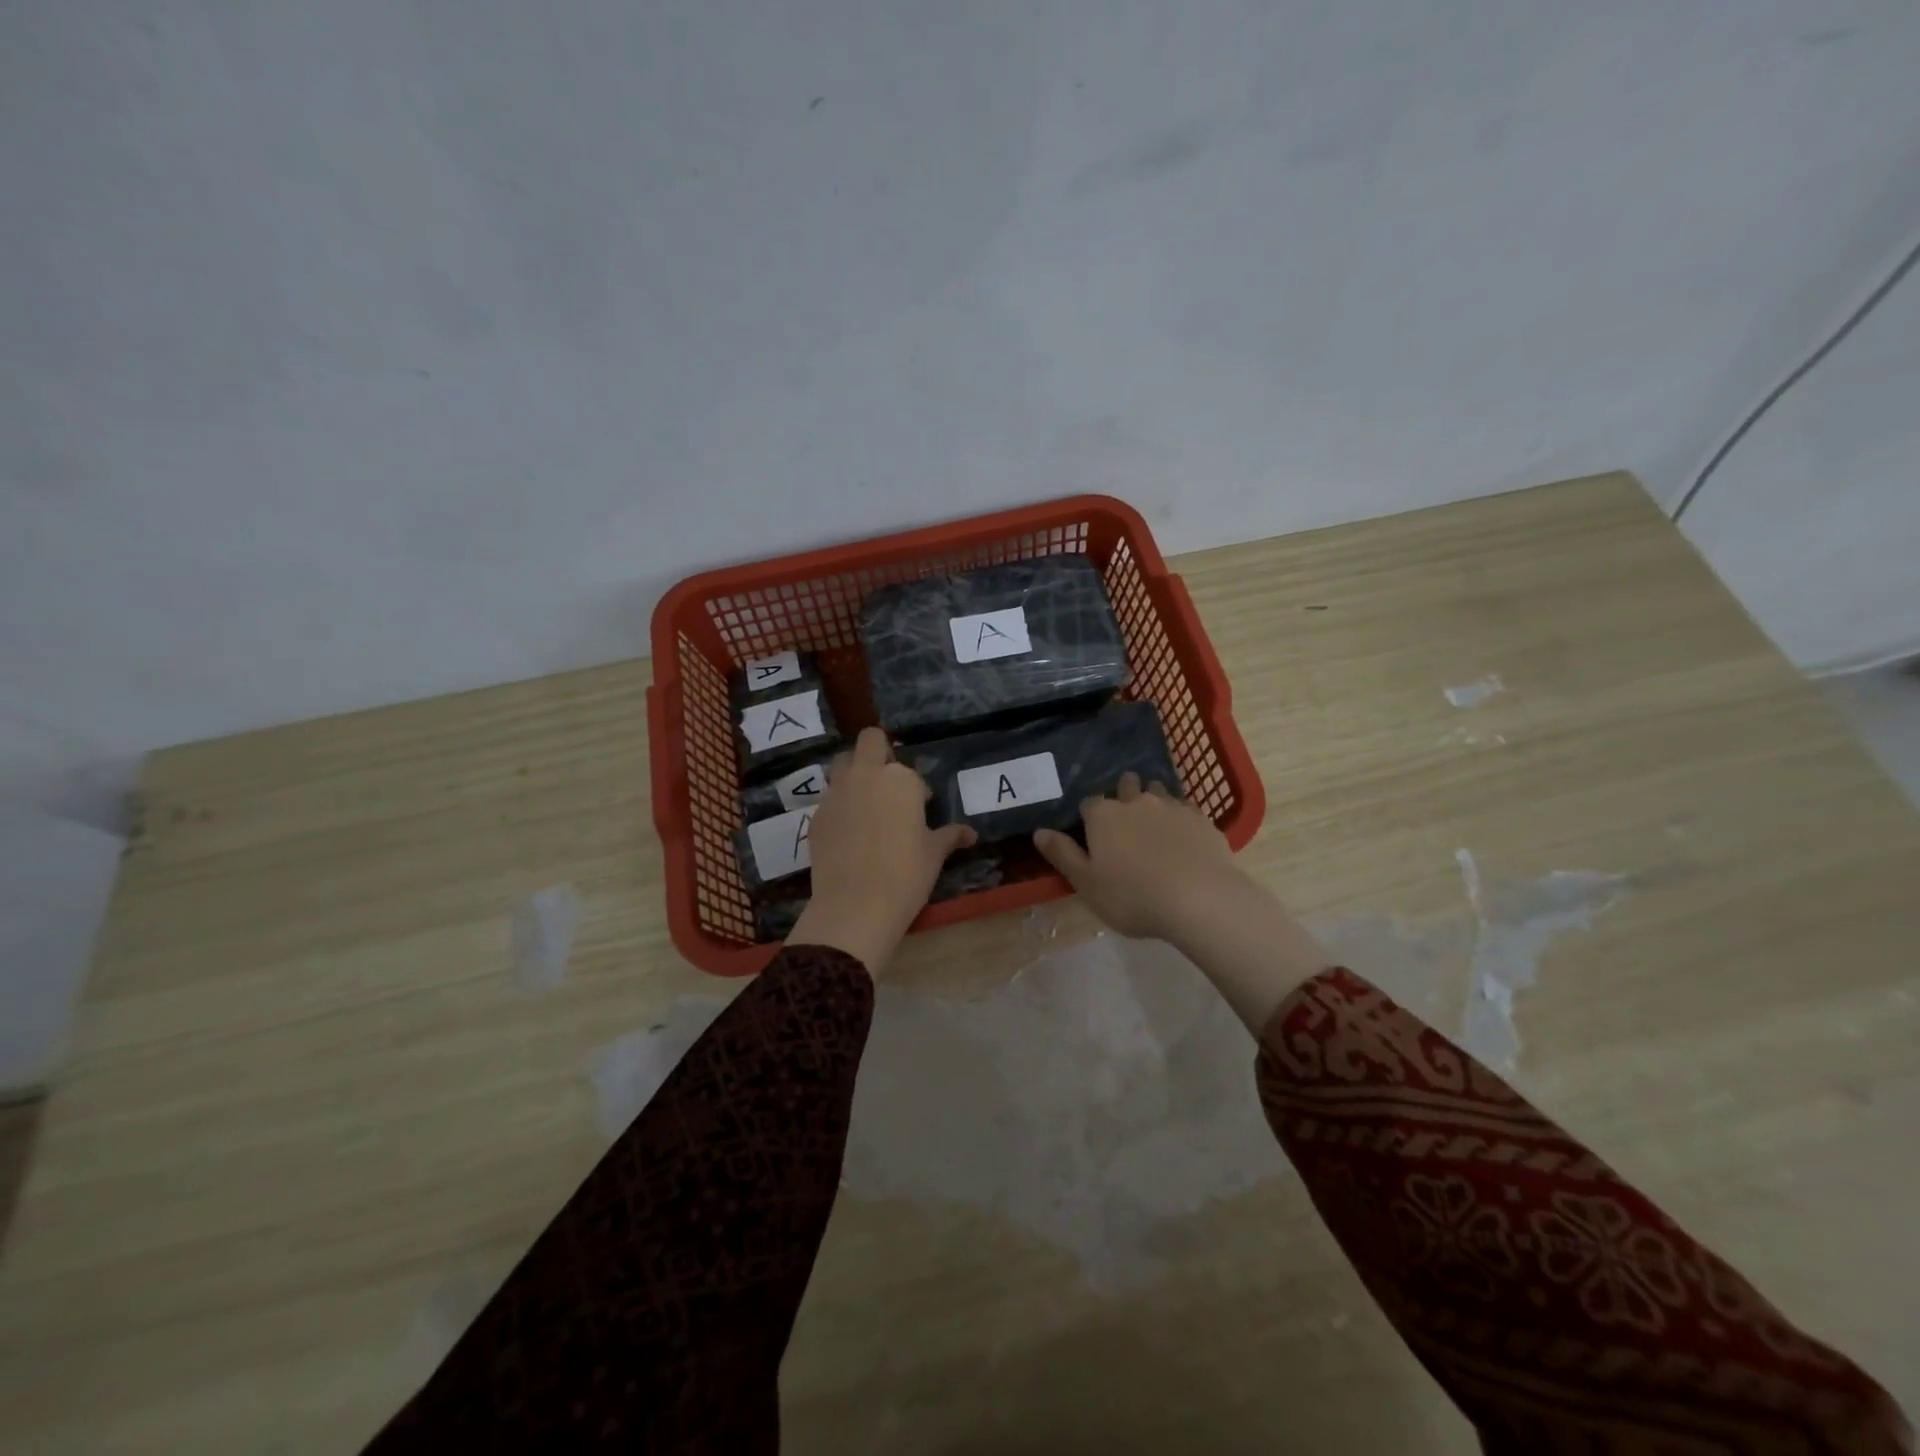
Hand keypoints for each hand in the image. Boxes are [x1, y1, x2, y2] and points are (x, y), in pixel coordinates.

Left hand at [788, 727, 975, 975]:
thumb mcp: (934, 855)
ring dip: (854, 774)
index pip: (910, 772)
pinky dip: (839, 806)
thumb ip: (950, 836)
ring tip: (866, 805)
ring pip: (842, 764)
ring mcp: (836, 793)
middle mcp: (865, 776)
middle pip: (869, 741)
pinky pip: (829, 798)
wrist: (855, 907)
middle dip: (879, 752)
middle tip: (888, 784)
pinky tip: (848, 835)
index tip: (920, 810)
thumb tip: (970, 833)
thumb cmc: (905, 875)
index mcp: (900, 780)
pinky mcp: (816, 815)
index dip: (916, 790)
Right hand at [1035, 772, 1332, 1033]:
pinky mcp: (1201, 819)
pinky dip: (1181, 818)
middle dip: (1123, 795)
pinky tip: (1184, 837)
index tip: (1092, 832)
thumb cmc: (1133, 896)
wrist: (1200, 900)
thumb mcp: (1087, 883)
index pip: (1089, 803)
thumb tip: (1039, 832)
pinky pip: (1186, 809)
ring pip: (1158, 791)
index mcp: (1104, 816)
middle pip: (1126, 786)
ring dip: (1153, 800)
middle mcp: (1136, 802)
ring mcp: (1172, 806)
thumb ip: (1062, 854)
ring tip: (1154, 823)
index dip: (1089, 816)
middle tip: (1125, 820)